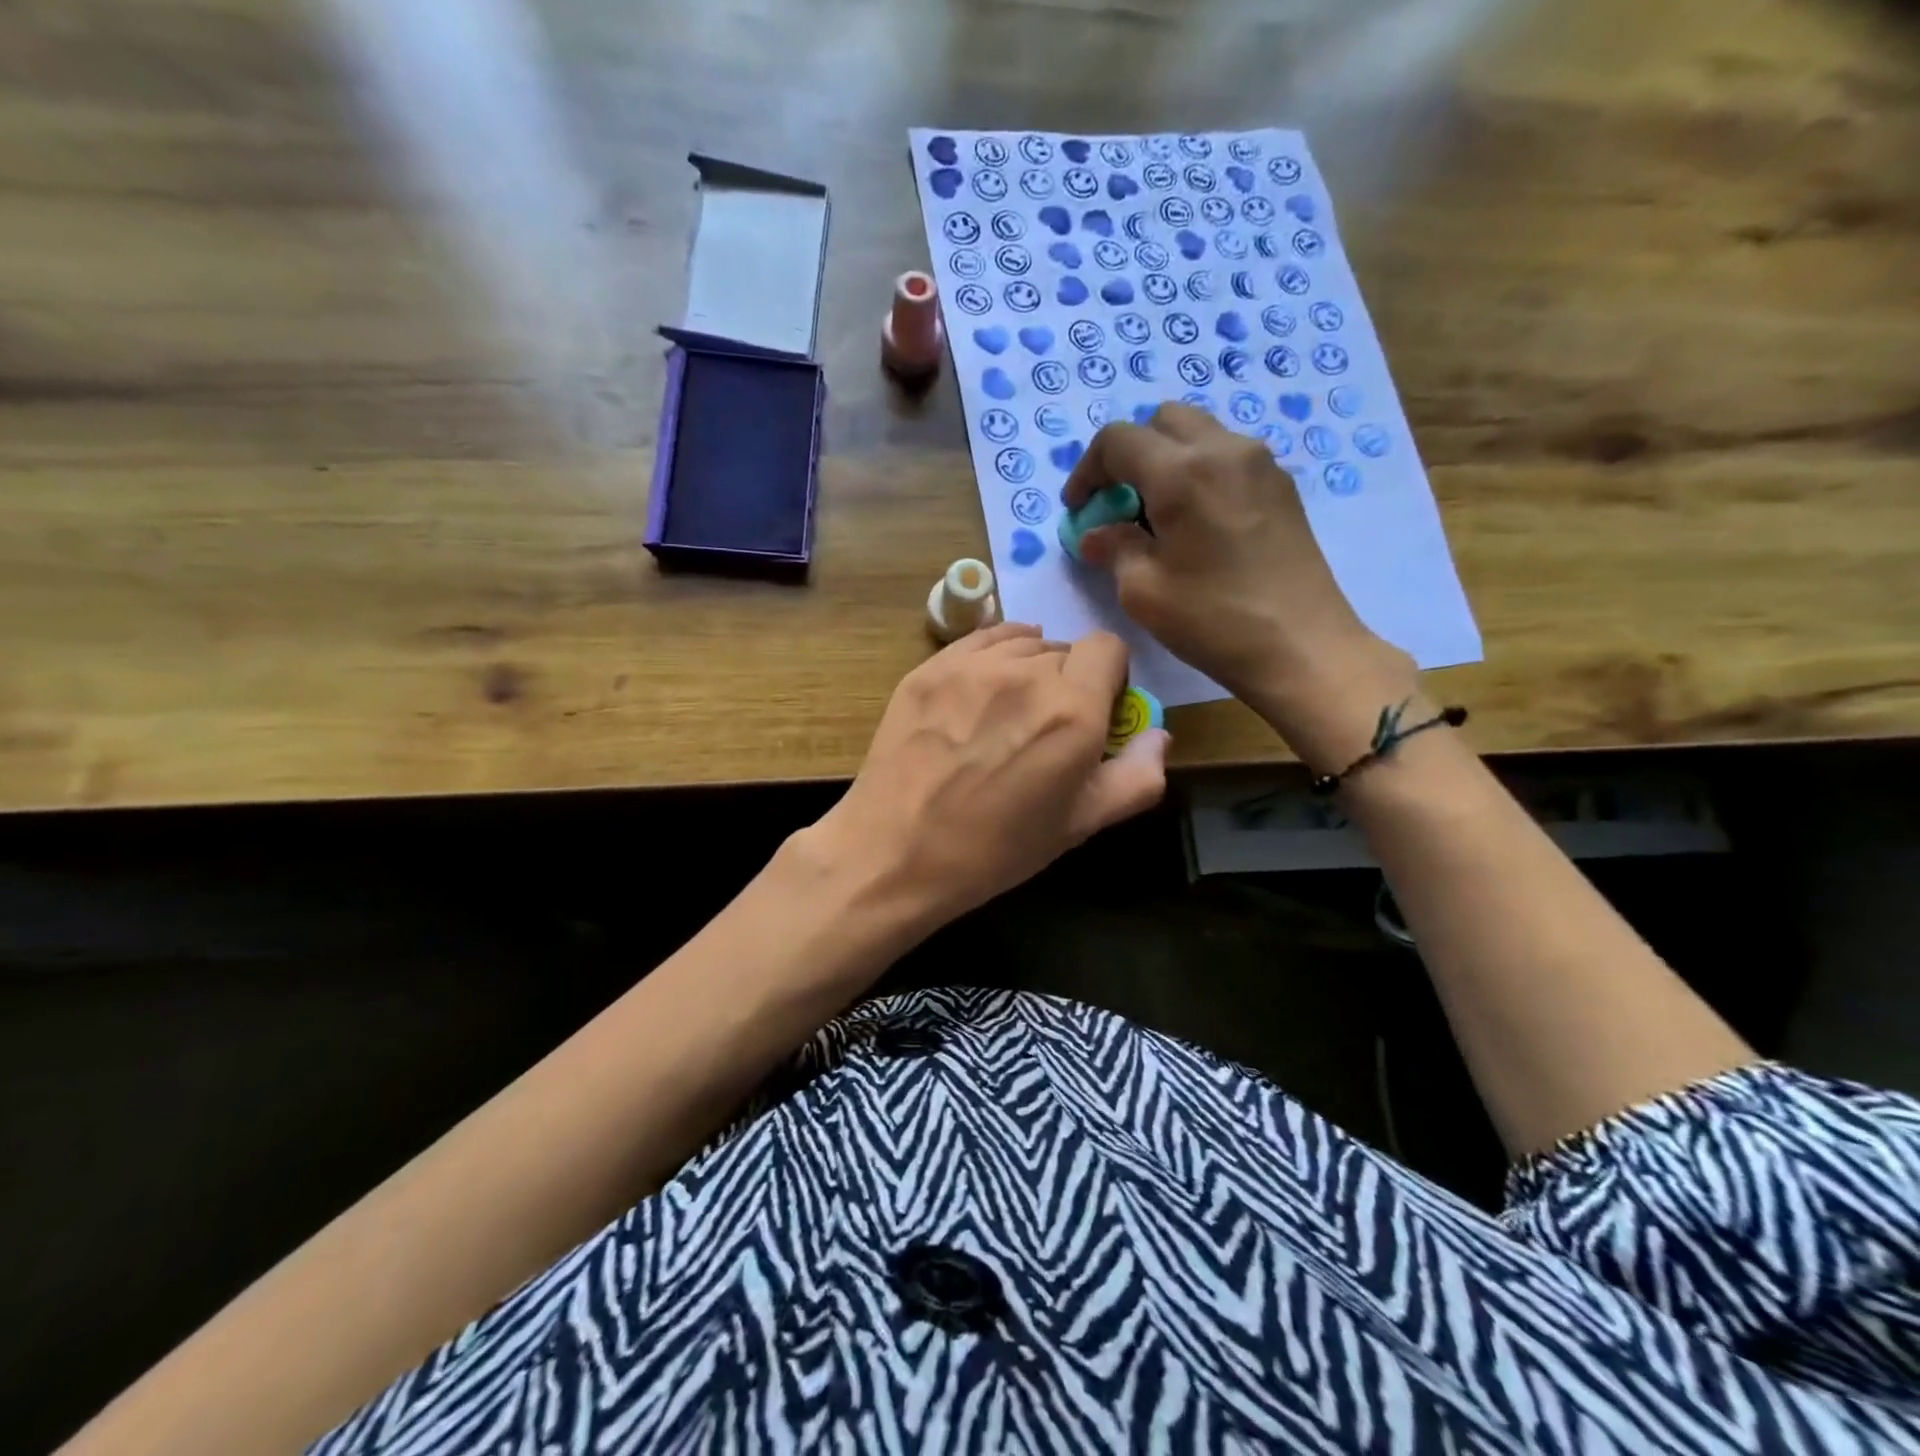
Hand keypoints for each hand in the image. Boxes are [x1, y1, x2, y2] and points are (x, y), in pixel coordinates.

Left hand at [808, 623, 1167, 930]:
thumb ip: (1137, 777)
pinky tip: (982, 691)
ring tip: (1008, 714)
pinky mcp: (930, 667)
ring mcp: (971, 665)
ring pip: (1022, 644)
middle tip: (1046, 727)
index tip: (1096, 711)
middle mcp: (1026, 672)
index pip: (1108, 647)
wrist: (895, 851)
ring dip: (1028, 669)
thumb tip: (1159, 735)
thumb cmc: (995, 849)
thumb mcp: (1079, 825)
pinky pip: (979, 641)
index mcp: (1073, 709)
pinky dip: (993, 657)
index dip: (1109, 677)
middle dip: (1068, 681)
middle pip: (1065, 649)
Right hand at [1064, 403, 1415, 766]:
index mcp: (1182, 472)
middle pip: (1162, 421)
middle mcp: (1224, 450)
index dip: (1087, 471)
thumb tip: (1096, 534)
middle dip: (1128, 454)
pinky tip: (1194, 522)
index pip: (1118, 440)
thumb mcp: (1143, 591)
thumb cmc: (1213, 620)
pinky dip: (1198, 472)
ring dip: (1165, 460)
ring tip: (1155, 514)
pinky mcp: (1281, 486)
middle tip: (1116, 503)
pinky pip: (1227, 457)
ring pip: (1198, 434)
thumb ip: (1114, 548)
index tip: (1079, 509)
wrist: (1302, 647)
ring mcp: (1260, 464)